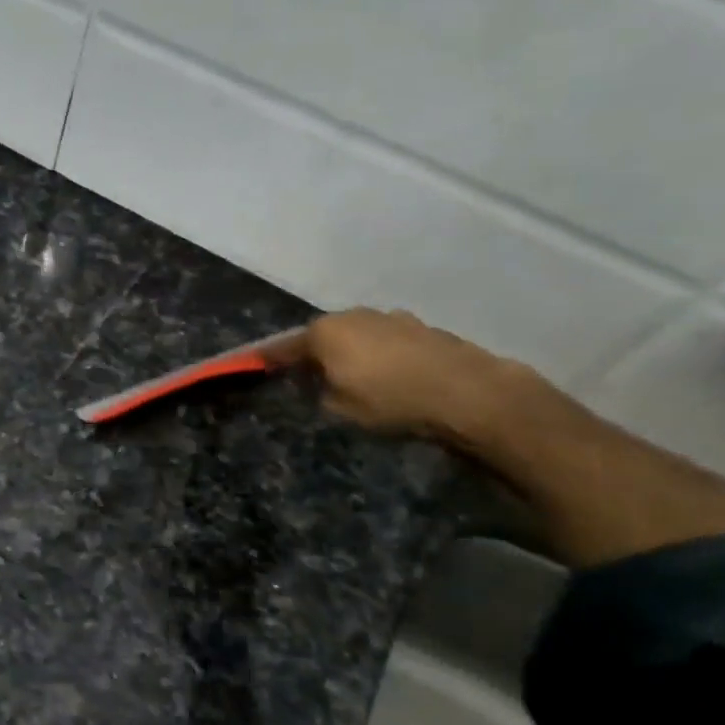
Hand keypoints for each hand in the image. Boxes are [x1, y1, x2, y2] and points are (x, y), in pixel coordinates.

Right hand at [261, 308, 531, 442]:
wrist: (467, 392)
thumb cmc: (390, 400)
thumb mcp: (339, 409)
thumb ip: (319, 392)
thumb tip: (319, 383)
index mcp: (325, 332)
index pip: (285, 345)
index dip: (270, 358)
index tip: (256, 365)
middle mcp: (354, 315)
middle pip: (324, 334)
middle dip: (315, 353)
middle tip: (310, 376)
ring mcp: (391, 318)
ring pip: (358, 335)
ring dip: (352, 351)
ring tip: (354, 377)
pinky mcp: (422, 328)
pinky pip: (387, 341)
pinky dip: (380, 354)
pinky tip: (389, 375)